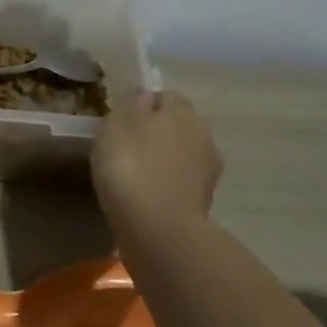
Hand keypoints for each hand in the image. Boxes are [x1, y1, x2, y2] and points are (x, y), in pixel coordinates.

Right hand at [91, 90, 223, 230]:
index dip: (143, 107)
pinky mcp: (204, 202)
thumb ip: (132, 105)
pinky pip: (180, 183)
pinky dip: (167, 187)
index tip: (122, 123)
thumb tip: (145, 97)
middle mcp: (204, 135)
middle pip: (177, 126)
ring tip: (137, 177)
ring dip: (164, 161)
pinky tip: (147, 198)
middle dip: (158, 134)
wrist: (158, 229)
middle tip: (128, 149)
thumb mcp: (117, 124)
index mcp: (183, 111)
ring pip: (181, 156)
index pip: (165, 97)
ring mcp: (209, 171)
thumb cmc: (131, 167)